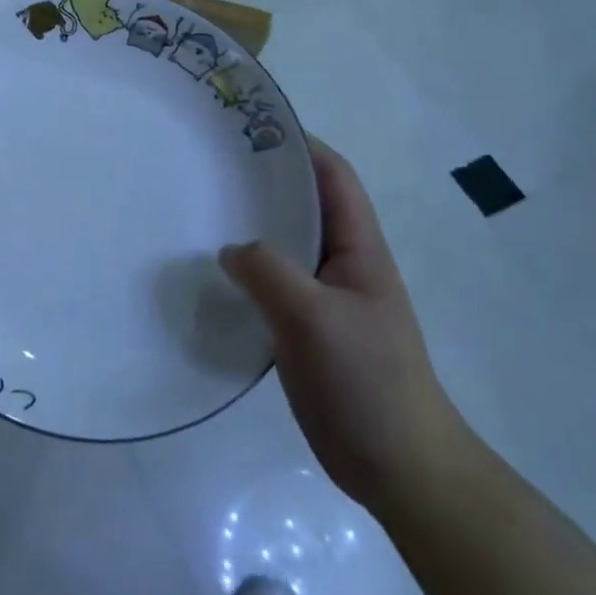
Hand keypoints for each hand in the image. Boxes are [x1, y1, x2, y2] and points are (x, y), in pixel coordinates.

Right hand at [220, 137, 471, 518]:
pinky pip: (269, 284)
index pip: (332, 177)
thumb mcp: (315, 317)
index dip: (299, 144)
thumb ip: (269, 272)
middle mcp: (340, 263)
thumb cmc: (368, 381)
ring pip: (281, 245)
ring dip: (248, 226)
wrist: (398, 468)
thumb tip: (230, 248)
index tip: (249, 126)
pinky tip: (208, 272)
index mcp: (358, 248)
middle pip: (301, 204)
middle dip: (262, 180)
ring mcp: (322, 298)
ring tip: (197, 210)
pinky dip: (242, 271)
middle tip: (207, 164)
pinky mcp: (302, 328)